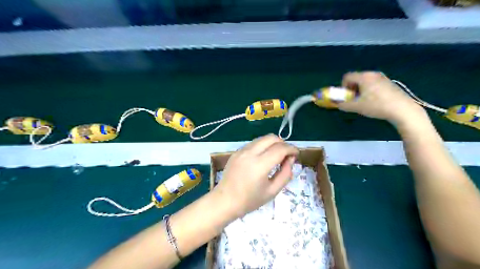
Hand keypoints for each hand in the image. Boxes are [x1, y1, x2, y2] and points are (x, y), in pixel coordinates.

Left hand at [213, 135, 296, 218]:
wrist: (225, 201)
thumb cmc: (249, 200)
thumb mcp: (272, 191)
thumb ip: (285, 174)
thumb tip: (290, 160)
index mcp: (259, 165)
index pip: (280, 148)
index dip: (292, 149)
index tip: (296, 154)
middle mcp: (250, 153)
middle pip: (271, 138)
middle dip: (283, 143)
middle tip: (286, 155)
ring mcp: (241, 151)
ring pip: (262, 138)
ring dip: (272, 143)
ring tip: (276, 156)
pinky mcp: (236, 152)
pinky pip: (254, 143)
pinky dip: (263, 146)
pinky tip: (263, 158)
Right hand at [339, 71, 424, 125]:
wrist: (402, 109)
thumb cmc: (376, 106)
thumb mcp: (356, 107)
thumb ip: (343, 105)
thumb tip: (337, 104)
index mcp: (364, 77)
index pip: (347, 77)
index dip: (343, 87)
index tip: (347, 97)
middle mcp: (372, 74)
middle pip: (356, 78)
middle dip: (352, 89)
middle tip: (355, 100)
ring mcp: (382, 77)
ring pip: (365, 82)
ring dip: (361, 90)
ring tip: (365, 101)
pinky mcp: (389, 83)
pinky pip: (374, 84)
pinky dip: (370, 90)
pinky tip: (376, 101)